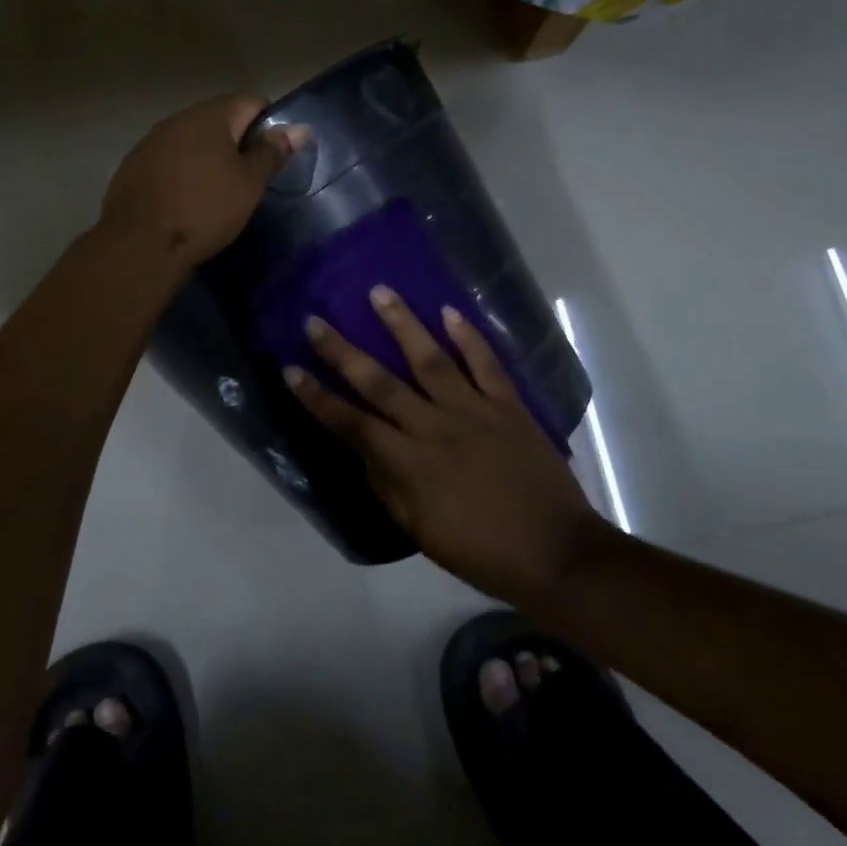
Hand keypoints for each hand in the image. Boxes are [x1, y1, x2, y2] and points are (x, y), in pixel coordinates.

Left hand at [96, 95, 303, 273]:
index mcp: (210, 116)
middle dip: (237, 142)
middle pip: (219, 119)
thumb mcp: (249, 184)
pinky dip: (183, 171)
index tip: (272, 157)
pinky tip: (185, 199)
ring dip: (208, 157)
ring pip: (191, 139)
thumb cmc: (205, 210)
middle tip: (248, 178)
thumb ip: (272, 152)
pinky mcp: (133, 165)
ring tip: (216, 191)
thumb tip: (299, 128)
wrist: (139, 244)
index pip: (251, 101)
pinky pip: (168, 159)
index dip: (269, 124)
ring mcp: (151, 141)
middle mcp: (178, 119)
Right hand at [285, 287, 615, 606]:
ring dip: (401, 324)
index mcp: (409, 464)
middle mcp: (434, 427)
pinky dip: (468, 336)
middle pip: (379, 383)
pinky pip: (486, 364)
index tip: (291, 370)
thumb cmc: (481, 551)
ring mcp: (473, 411)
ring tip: (379, 292)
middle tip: (315, 321)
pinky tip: (448, 311)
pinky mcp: (508, 406)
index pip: (351, 423)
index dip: (318, 397)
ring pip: (429, 359)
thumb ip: (388, 486)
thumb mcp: (420, 531)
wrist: (556, 553)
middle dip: (342, 351)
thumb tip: (366, 451)